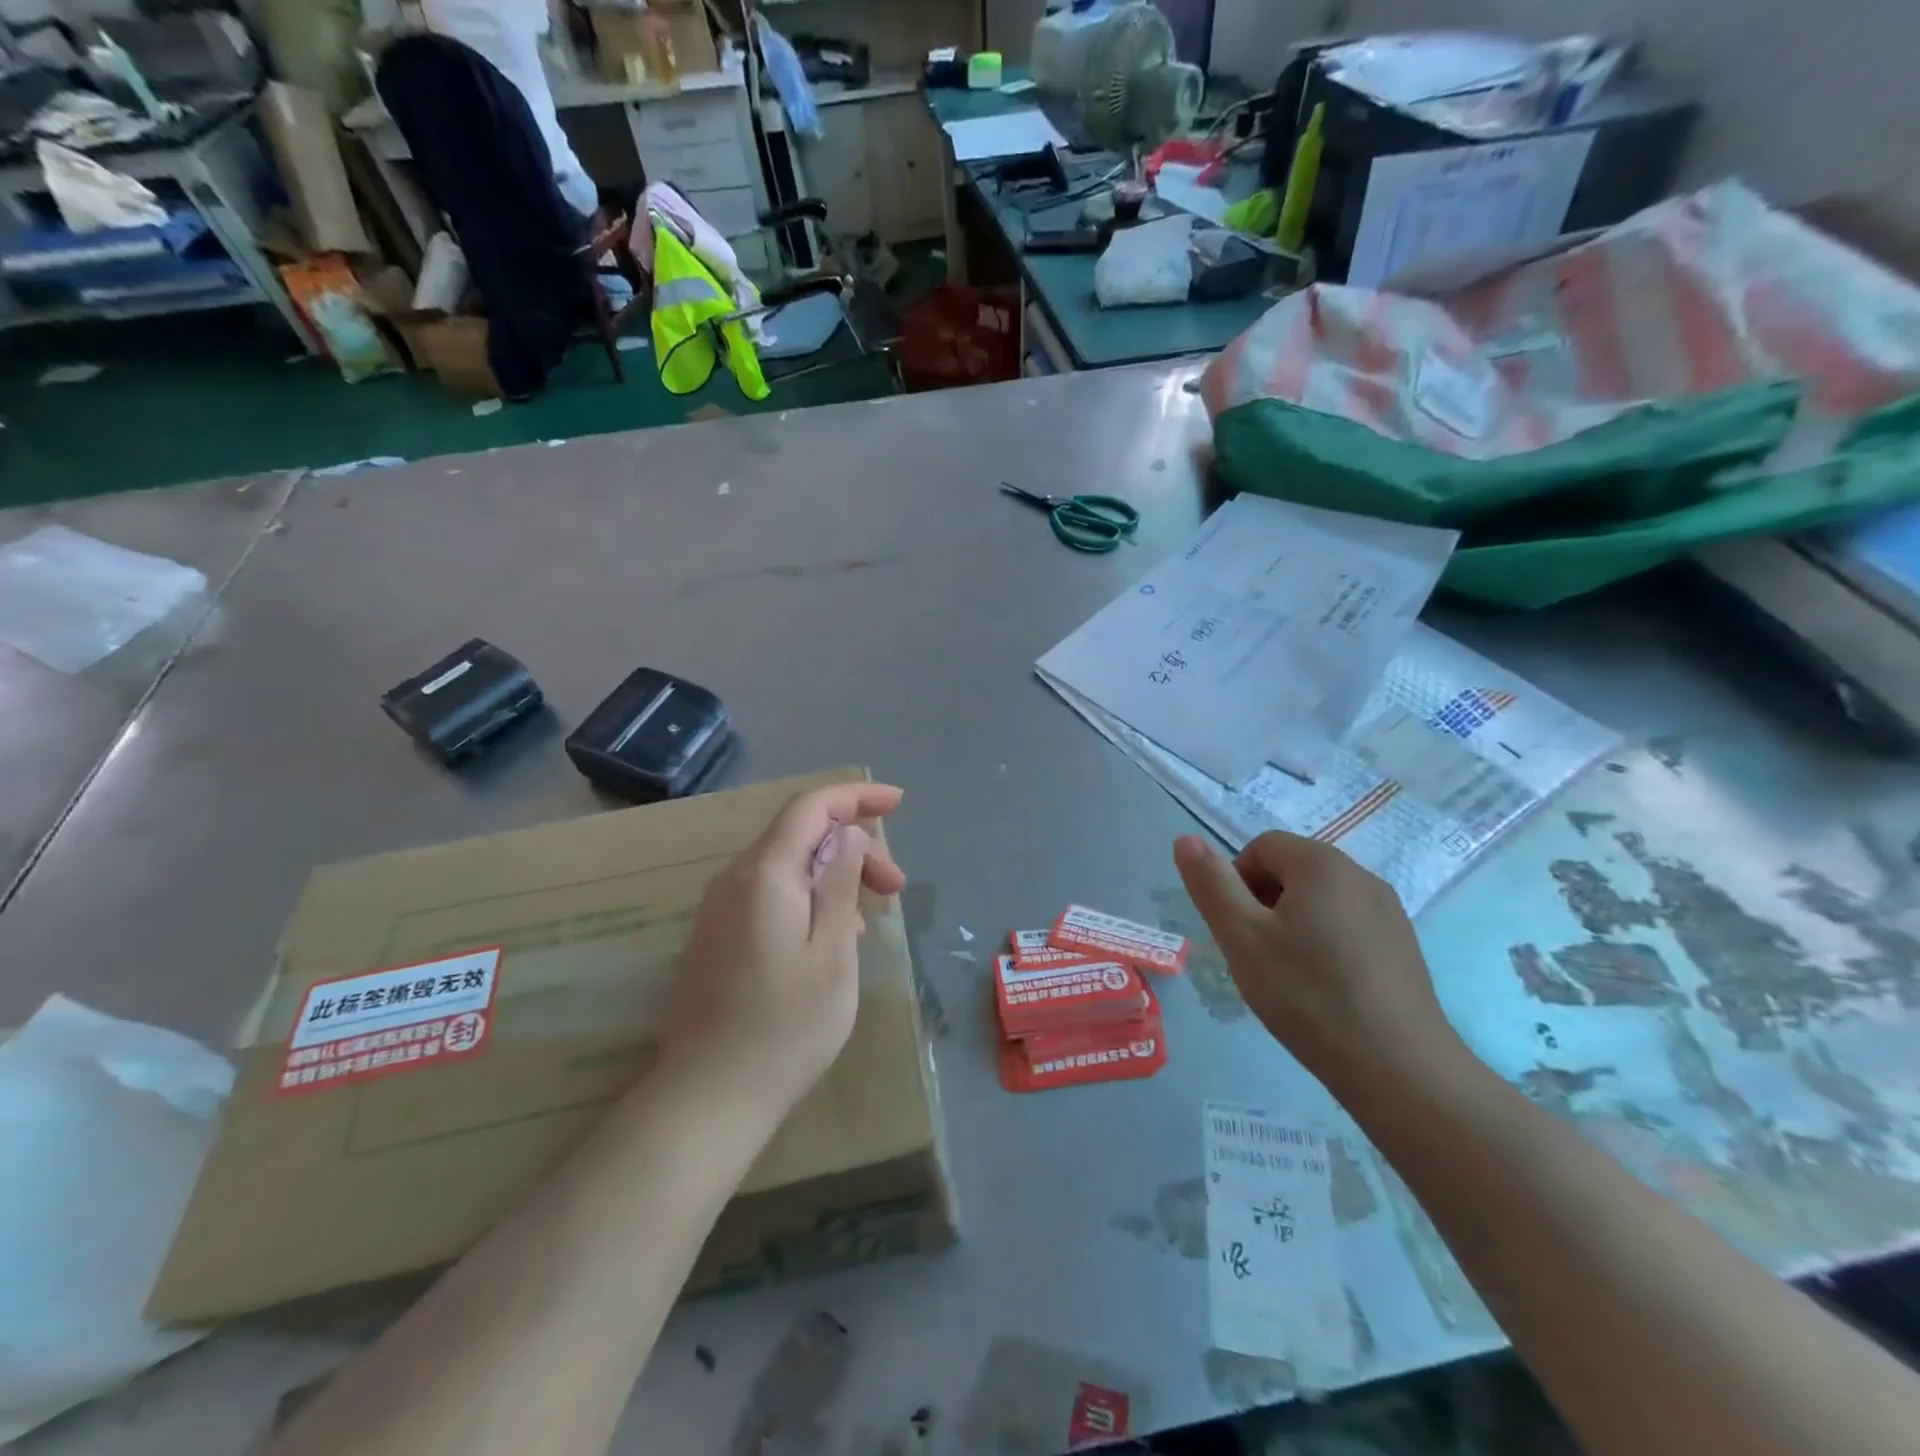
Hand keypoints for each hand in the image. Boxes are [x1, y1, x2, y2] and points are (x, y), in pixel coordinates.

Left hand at [655, 783, 905, 1122]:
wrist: (707, 1097)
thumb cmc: (785, 1028)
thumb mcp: (833, 953)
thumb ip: (840, 884)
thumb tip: (848, 834)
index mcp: (765, 874)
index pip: (811, 807)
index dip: (856, 797)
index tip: (898, 803)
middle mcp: (734, 879)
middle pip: (801, 836)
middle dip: (854, 848)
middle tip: (896, 888)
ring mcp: (719, 908)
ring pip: (786, 865)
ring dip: (834, 876)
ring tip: (870, 919)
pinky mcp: (715, 935)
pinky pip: (769, 893)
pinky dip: (808, 897)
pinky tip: (831, 936)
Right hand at [1173, 831, 1458, 1087]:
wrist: (1400, 1069)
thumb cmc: (1307, 994)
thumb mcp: (1241, 937)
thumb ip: (1211, 884)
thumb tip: (1186, 839)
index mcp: (1321, 863)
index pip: (1262, 847)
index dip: (1235, 881)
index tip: (1236, 930)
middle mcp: (1361, 875)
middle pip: (1292, 870)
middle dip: (1263, 903)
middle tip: (1255, 954)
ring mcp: (1389, 912)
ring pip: (1320, 901)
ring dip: (1292, 925)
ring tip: (1286, 976)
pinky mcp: (1404, 947)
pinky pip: (1348, 927)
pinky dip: (1325, 945)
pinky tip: (1323, 991)